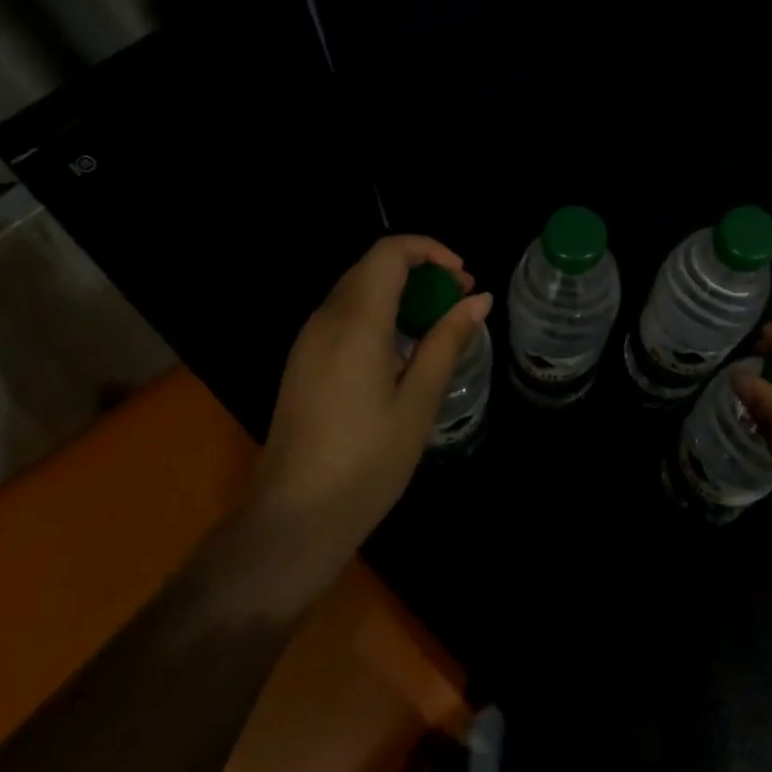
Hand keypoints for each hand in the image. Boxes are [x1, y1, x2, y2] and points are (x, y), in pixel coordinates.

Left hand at [240, 235, 491, 613]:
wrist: (292, 521)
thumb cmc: (365, 464)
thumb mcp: (418, 402)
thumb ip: (447, 341)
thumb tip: (479, 300)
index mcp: (355, 323)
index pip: (389, 252)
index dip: (430, 250)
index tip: (462, 278)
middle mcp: (325, 320)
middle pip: (373, 266)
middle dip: (420, 270)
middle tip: (459, 301)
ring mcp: (308, 341)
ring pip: (357, 288)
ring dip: (400, 291)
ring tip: (437, 324)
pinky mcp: (302, 362)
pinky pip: (343, 315)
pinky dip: (379, 312)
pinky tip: (401, 350)